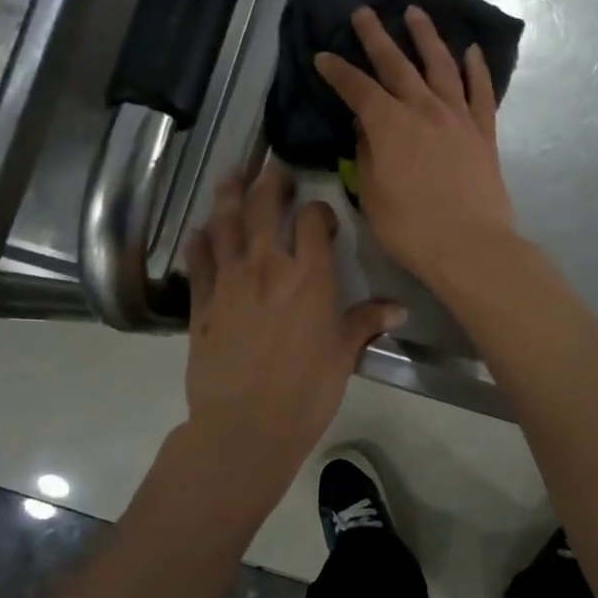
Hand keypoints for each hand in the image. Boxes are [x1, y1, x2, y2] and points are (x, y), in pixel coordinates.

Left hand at [180, 166, 403, 502]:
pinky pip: (199, 262)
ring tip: (230, 179)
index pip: (312, 221)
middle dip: (269, 184)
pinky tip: (200, 234)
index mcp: (309, 274)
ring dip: (228, 198)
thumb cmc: (306, 389)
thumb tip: (399, 309)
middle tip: (272, 171)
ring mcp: (229, 281)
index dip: (318, 211)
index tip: (321, 218)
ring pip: (225, 225)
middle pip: (263, 208)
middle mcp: (266, 265)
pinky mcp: (201, 303)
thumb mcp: (344, 353)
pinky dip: (199, 243)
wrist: (246, 425)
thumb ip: (367, 321)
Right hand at [314, 5, 517, 291]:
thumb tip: (365, 128)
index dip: (338, 71)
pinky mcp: (484, 132)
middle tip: (364, 11)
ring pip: (441, 66)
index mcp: (389, 125)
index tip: (323, 56)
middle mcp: (423, 110)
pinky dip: (477, 68)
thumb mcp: (372, 196)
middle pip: (397, 64)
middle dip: (376, 36)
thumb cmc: (411, 228)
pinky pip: (482, 92)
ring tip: (416, 12)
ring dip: (427, 36)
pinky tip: (472, 51)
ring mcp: (458, 117)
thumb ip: (366, 155)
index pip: (357, 89)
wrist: (471, 246)